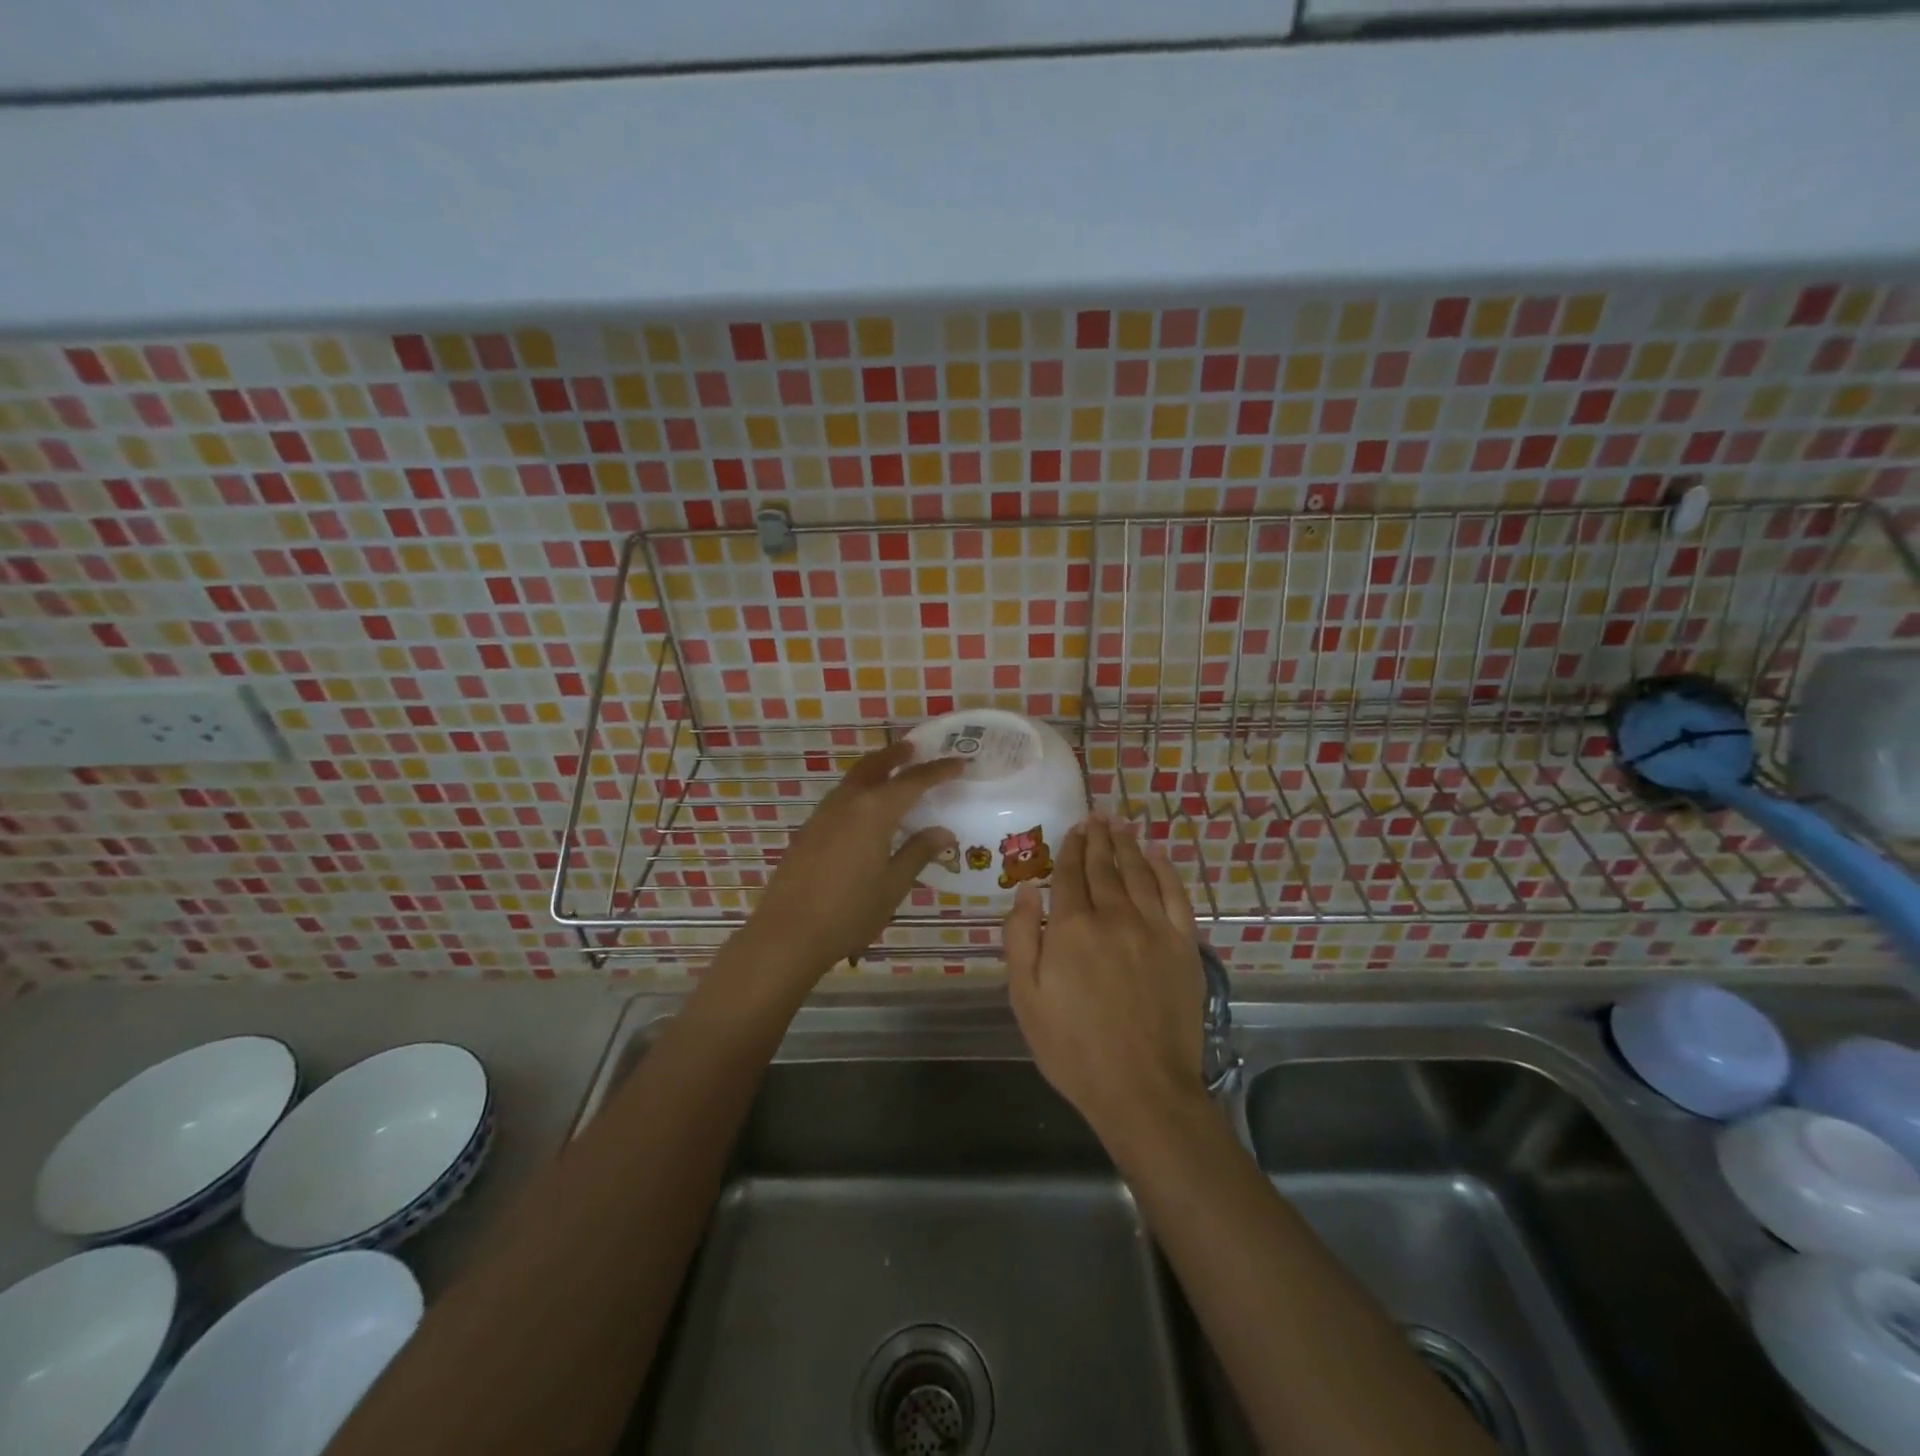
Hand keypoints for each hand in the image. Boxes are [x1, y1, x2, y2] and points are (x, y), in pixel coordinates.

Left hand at [736, 740, 963, 985]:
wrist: (787, 933)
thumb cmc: (849, 912)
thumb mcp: (893, 885)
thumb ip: (918, 853)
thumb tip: (943, 832)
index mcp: (873, 811)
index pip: (912, 781)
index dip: (938, 771)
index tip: (959, 763)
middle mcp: (846, 803)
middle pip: (874, 766)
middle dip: (896, 756)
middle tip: (915, 749)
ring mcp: (822, 815)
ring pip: (853, 780)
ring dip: (875, 771)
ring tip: (893, 776)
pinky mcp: (808, 831)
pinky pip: (840, 799)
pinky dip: (859, 791)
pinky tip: (865, 812)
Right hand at [1004, 813, 1207, 1142]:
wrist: (1141, 1087)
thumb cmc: (1072, 1047)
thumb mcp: (1025, 998)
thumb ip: (1020, 938)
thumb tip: (1026, 890)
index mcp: (1071, 927)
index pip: (1068, 874)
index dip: (1069, 848)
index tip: (1072, 829)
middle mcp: (1112, 915)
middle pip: (1103, 866)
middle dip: (1097, 838)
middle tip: (1096, 816)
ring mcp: (1152, 927)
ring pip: (1137, 872)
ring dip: (1127, 845)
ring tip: (1120, 825)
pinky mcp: (1183, 944)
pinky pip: (1175, 894)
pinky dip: (1165, 870)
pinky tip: (1156, 855)